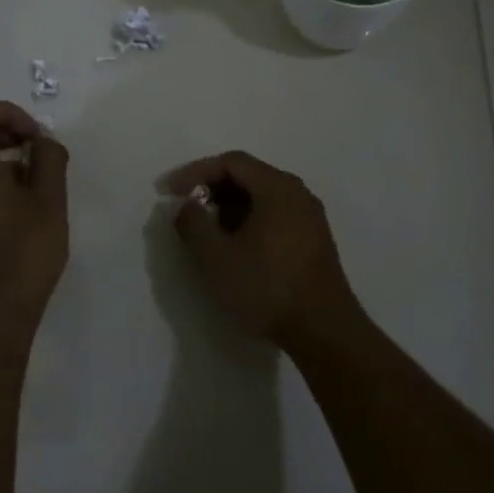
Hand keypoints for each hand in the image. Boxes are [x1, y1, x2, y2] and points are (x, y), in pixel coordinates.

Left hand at [0, 99, 68, 321]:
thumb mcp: (50, 200)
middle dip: (9, 136)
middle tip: (42, 161)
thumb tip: (42, 143)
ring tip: (36, 190)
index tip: (36, 139)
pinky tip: (19, 212)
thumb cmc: (25, 251)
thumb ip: (49, 158)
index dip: (9, 113)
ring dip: (3, 162)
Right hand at [162, 150, 361, 352]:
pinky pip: (275, 214)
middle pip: (249, 175)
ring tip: (207, 230)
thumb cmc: (267, 287)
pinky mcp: (314, 239)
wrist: (323, 330)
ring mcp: (310, 217)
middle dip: (212, 188)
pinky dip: (249, 219)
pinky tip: (235, 245)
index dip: (195, 172)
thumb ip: (194, 224)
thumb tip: (188, 206)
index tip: (170, 192)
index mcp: (277, 188)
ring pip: (262, 196)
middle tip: (187, 209)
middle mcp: (298, 193)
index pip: (231, 162)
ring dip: (230, 206)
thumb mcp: (216, 257)